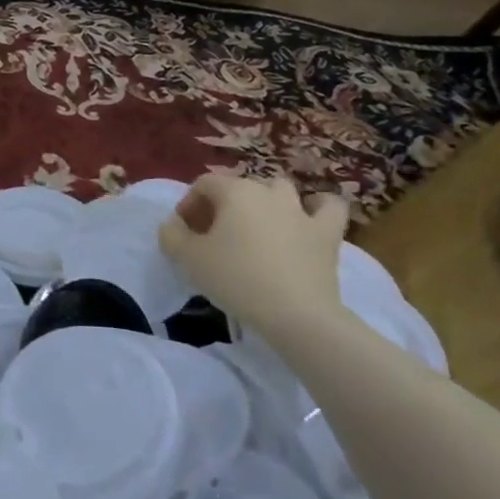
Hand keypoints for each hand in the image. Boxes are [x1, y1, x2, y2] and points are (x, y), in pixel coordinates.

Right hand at [158, 173, 349, 340]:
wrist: (294, 313)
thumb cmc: (235, 279)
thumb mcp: (187, 258)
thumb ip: (171, 235)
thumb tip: (174, 225)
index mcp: (234, 192)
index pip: (204, 185)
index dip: (188, 204)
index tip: (183, 233)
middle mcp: (268, 192)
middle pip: (238, 187)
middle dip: (221, 206)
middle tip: (212, 236)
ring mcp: (302, 211)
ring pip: (280, 190)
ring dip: (264, 202)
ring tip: (254, 227)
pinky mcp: (328, 233)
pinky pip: (327, 207)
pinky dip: (317, 208)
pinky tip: (306, 219)